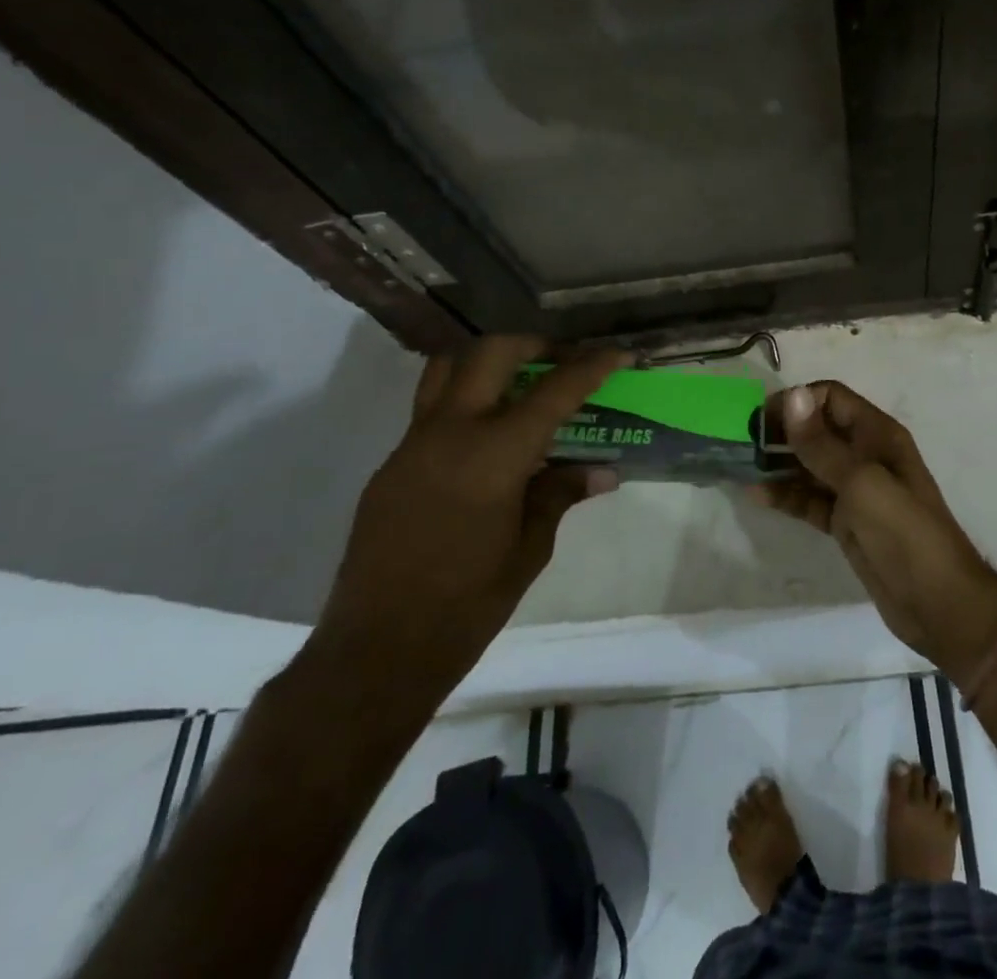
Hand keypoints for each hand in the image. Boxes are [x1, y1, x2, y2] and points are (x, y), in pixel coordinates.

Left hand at [310, 336, 628, 695]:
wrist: (377, 651)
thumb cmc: (467, 605)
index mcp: (494, 455)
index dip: (592, 366)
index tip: (619, 353)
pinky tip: (486, 438)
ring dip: (488, 361)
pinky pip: (430, 408)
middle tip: (563, 362)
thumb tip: (601, 472)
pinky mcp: (391, 463)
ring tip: (520, 383)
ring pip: (448, 367)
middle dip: (535, 345)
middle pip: (492, 353)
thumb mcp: (530, 549)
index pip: (554, 391)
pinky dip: (465, 400)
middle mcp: (450, 433)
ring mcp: (413, 444)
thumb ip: (561, 495)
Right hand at [753, 381, 996, 681]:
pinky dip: (786, 496)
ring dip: (779, 463)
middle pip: (818, 430)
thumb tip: (794, 395)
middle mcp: (866, 455)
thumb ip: (822, 444)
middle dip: (783, 431)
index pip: (832, 398)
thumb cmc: (903, 532)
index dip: (798, 402)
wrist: (937, 602)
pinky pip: (810, 499)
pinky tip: (756, 495)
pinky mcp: (846, 522)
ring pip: (810, 466)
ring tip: (741, 465)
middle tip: (743, 441)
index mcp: (877, 435)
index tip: (762, 418)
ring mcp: (855, 490)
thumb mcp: (861, 483)